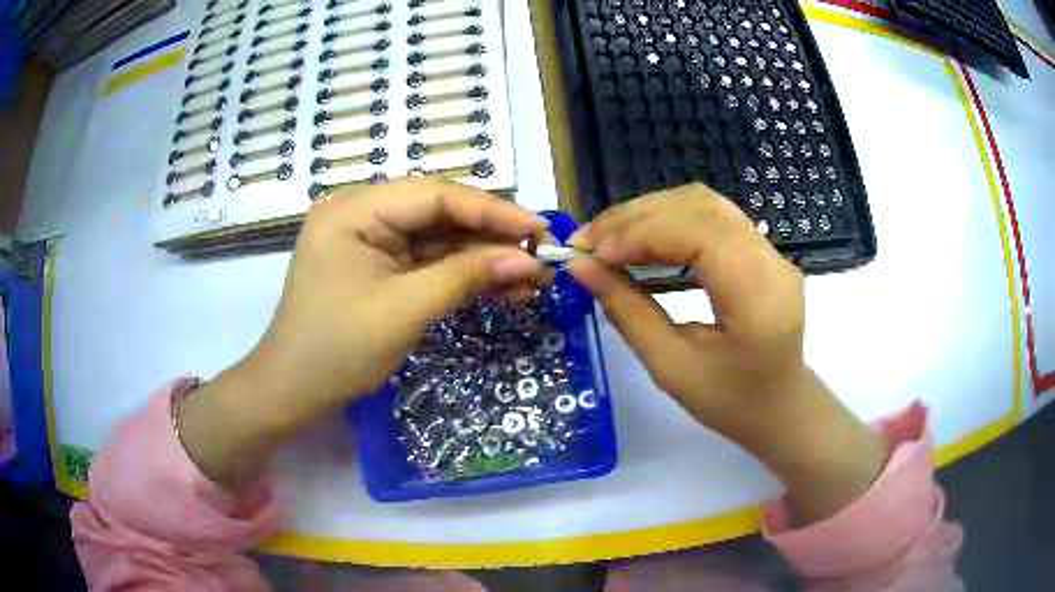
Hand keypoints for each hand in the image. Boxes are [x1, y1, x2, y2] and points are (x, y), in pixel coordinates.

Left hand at [178, 179, 546, 487]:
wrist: (293, 392)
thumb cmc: (337, 349)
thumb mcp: (404, 309)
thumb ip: (466, 276)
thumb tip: (526, 260)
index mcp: (355, 209)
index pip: (435, 195)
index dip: (493, 211)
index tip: (539, 231)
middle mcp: (362, 214)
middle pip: (440, 215)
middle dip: (491, 238)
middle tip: (541, 258)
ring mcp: (370, 242)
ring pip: (438, 240)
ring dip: (482, 260)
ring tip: (530, 280)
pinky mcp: (378, 268)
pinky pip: (427, 263)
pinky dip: (462, 276)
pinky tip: (500, 288)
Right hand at [567, 183, 883, 523]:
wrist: (780, 407)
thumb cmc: (730, 402)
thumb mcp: (671, 367)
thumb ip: (627, 312)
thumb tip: (581, 268)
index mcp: (757, 296)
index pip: (697, 232)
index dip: (639, 233)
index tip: (592, 255)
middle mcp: (770, 261)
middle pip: (698, 206)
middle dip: (635, 217)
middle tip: (587, 241)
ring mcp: (771, 250)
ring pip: (703, 203)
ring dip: (649, 213)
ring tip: (607, 238)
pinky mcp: (763, 250)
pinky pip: (711, 216)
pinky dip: (668, 219)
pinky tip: (641, 238)